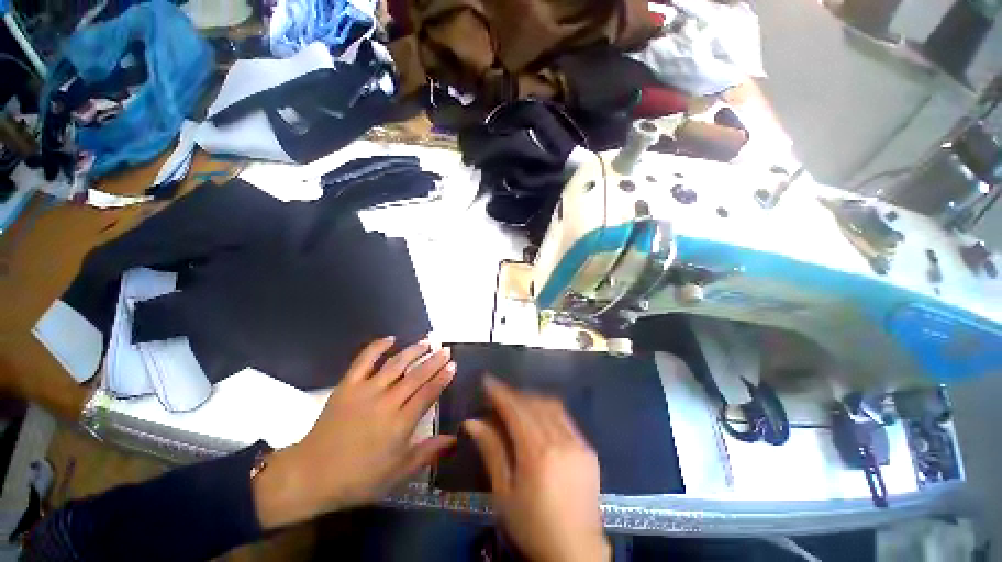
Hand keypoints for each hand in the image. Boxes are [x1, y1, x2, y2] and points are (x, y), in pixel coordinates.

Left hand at [253, 337, 456, 528]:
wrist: (311, 475)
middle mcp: (386, 402)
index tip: (453, 365)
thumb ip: (427, 453)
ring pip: (395, 364)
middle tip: (445, 349)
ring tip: (426, 342)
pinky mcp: (347, 386)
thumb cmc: (359, 478)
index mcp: (400, 423)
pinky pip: (364, 360)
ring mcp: (366, 391)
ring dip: (413, 351)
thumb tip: (454, 439)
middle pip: (416, 375)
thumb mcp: (397, 473)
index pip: (428, 393)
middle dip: (434, 360)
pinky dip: (377, 347)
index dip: (442, 378)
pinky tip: (390, 338)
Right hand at [464, 376, 609, 561]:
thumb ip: (491, 451)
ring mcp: (577, 443)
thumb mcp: (504, 493)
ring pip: (551, 406)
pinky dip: (548, 410)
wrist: (576, 551)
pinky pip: (565, 418)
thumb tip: (472, 422)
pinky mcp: (588, 449)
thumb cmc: (532, 525)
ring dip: (531, 398)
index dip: (500, 393)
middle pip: (533, 404)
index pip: (516, 410)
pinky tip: (538, 416)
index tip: (487, 381)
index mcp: (537, 453)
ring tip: (516, 401)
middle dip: (514, 394)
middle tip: (498, 393)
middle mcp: (560, 440)